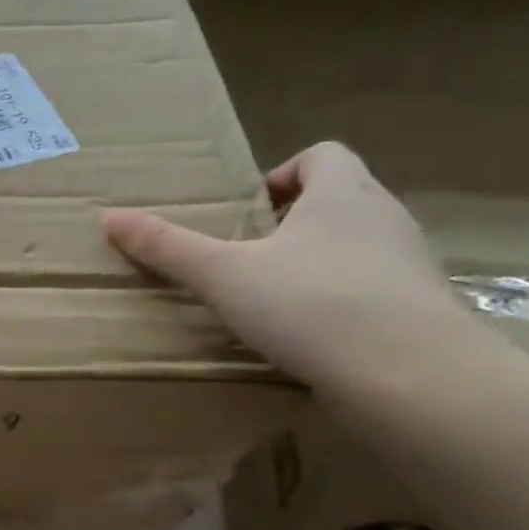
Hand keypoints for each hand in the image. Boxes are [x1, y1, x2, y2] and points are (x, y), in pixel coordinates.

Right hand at [102, 141, 469, 389]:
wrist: (409, 375)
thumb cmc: (311, 305)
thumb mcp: (224, 276)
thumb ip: (169, 248)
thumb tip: (110, 217)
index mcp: (343, 194)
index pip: (322, 154)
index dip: (283, 174)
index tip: (248, 210)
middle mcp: (384, 218)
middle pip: (340, 200)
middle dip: (293, 223)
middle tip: (248, 259)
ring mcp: (409, 266)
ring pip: (358, 248)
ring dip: (317, 265)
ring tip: (274, 302)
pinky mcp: (418, 311)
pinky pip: (373, 293)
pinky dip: (340, 305)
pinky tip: (310, 340)